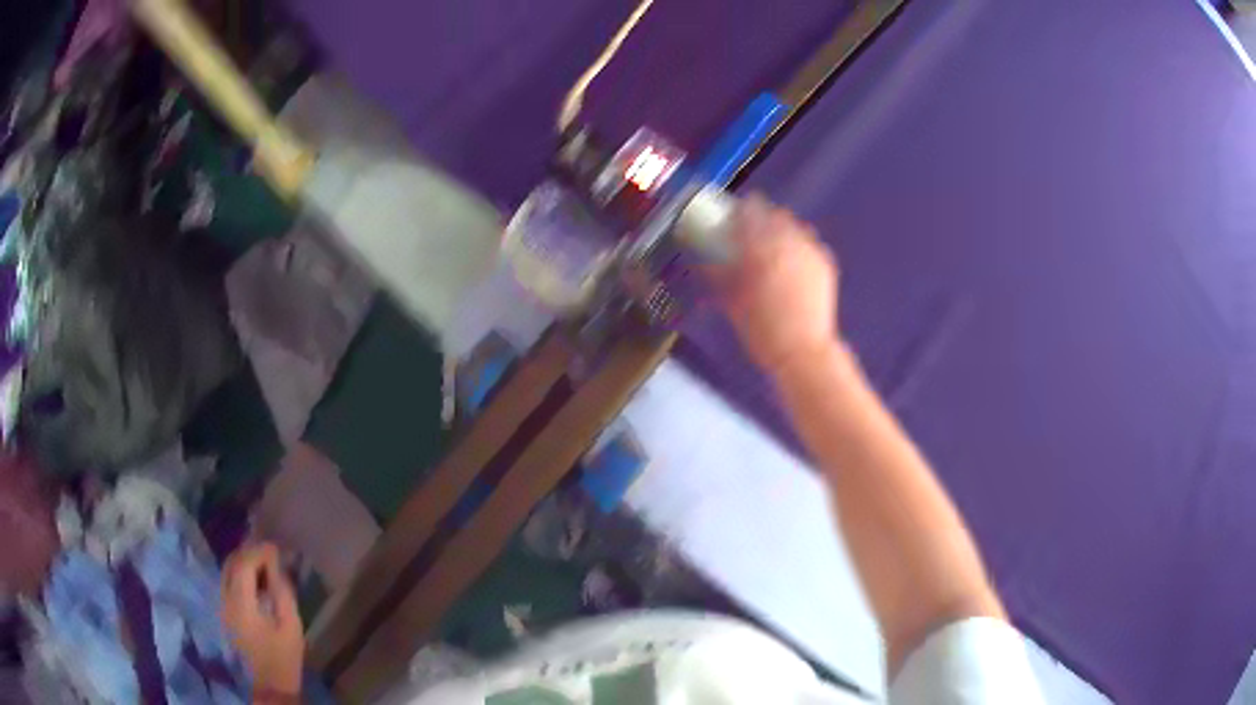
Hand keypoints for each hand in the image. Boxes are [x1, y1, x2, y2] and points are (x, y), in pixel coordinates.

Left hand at [221, 543, 304, 695]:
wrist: (271, 683)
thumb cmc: (284, 656)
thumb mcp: (291, 625)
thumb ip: (282, 593)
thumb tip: (277, 567)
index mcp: (241, 605)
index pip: (243, 566)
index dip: (258, 552)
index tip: (275, 547)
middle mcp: (226, 601)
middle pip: (231, 565)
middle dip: (249, 553)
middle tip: (269, 553)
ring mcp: (223, 607)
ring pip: (227, 572)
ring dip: (243, 562)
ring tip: (264, 564)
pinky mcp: (225, 612)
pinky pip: (228, 583)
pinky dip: (240, 574)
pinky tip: (256, 580)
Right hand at [706, 194, 838, 374]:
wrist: (803, 350)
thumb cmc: (762, 329)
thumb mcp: (731, 301)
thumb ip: (717, 274)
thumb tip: (702, 261)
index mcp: (761, 247)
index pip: (749, 210)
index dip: (739, 209)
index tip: (732, 217)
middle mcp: (788, 242)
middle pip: (775, 213)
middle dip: (762, 218)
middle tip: (752, 233)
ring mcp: (811, 251)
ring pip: (795, 226)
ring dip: (782, 230)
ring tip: (774, 248)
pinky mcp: (825, 263)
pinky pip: (810, 243)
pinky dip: (799, 246)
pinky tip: (793, 264)